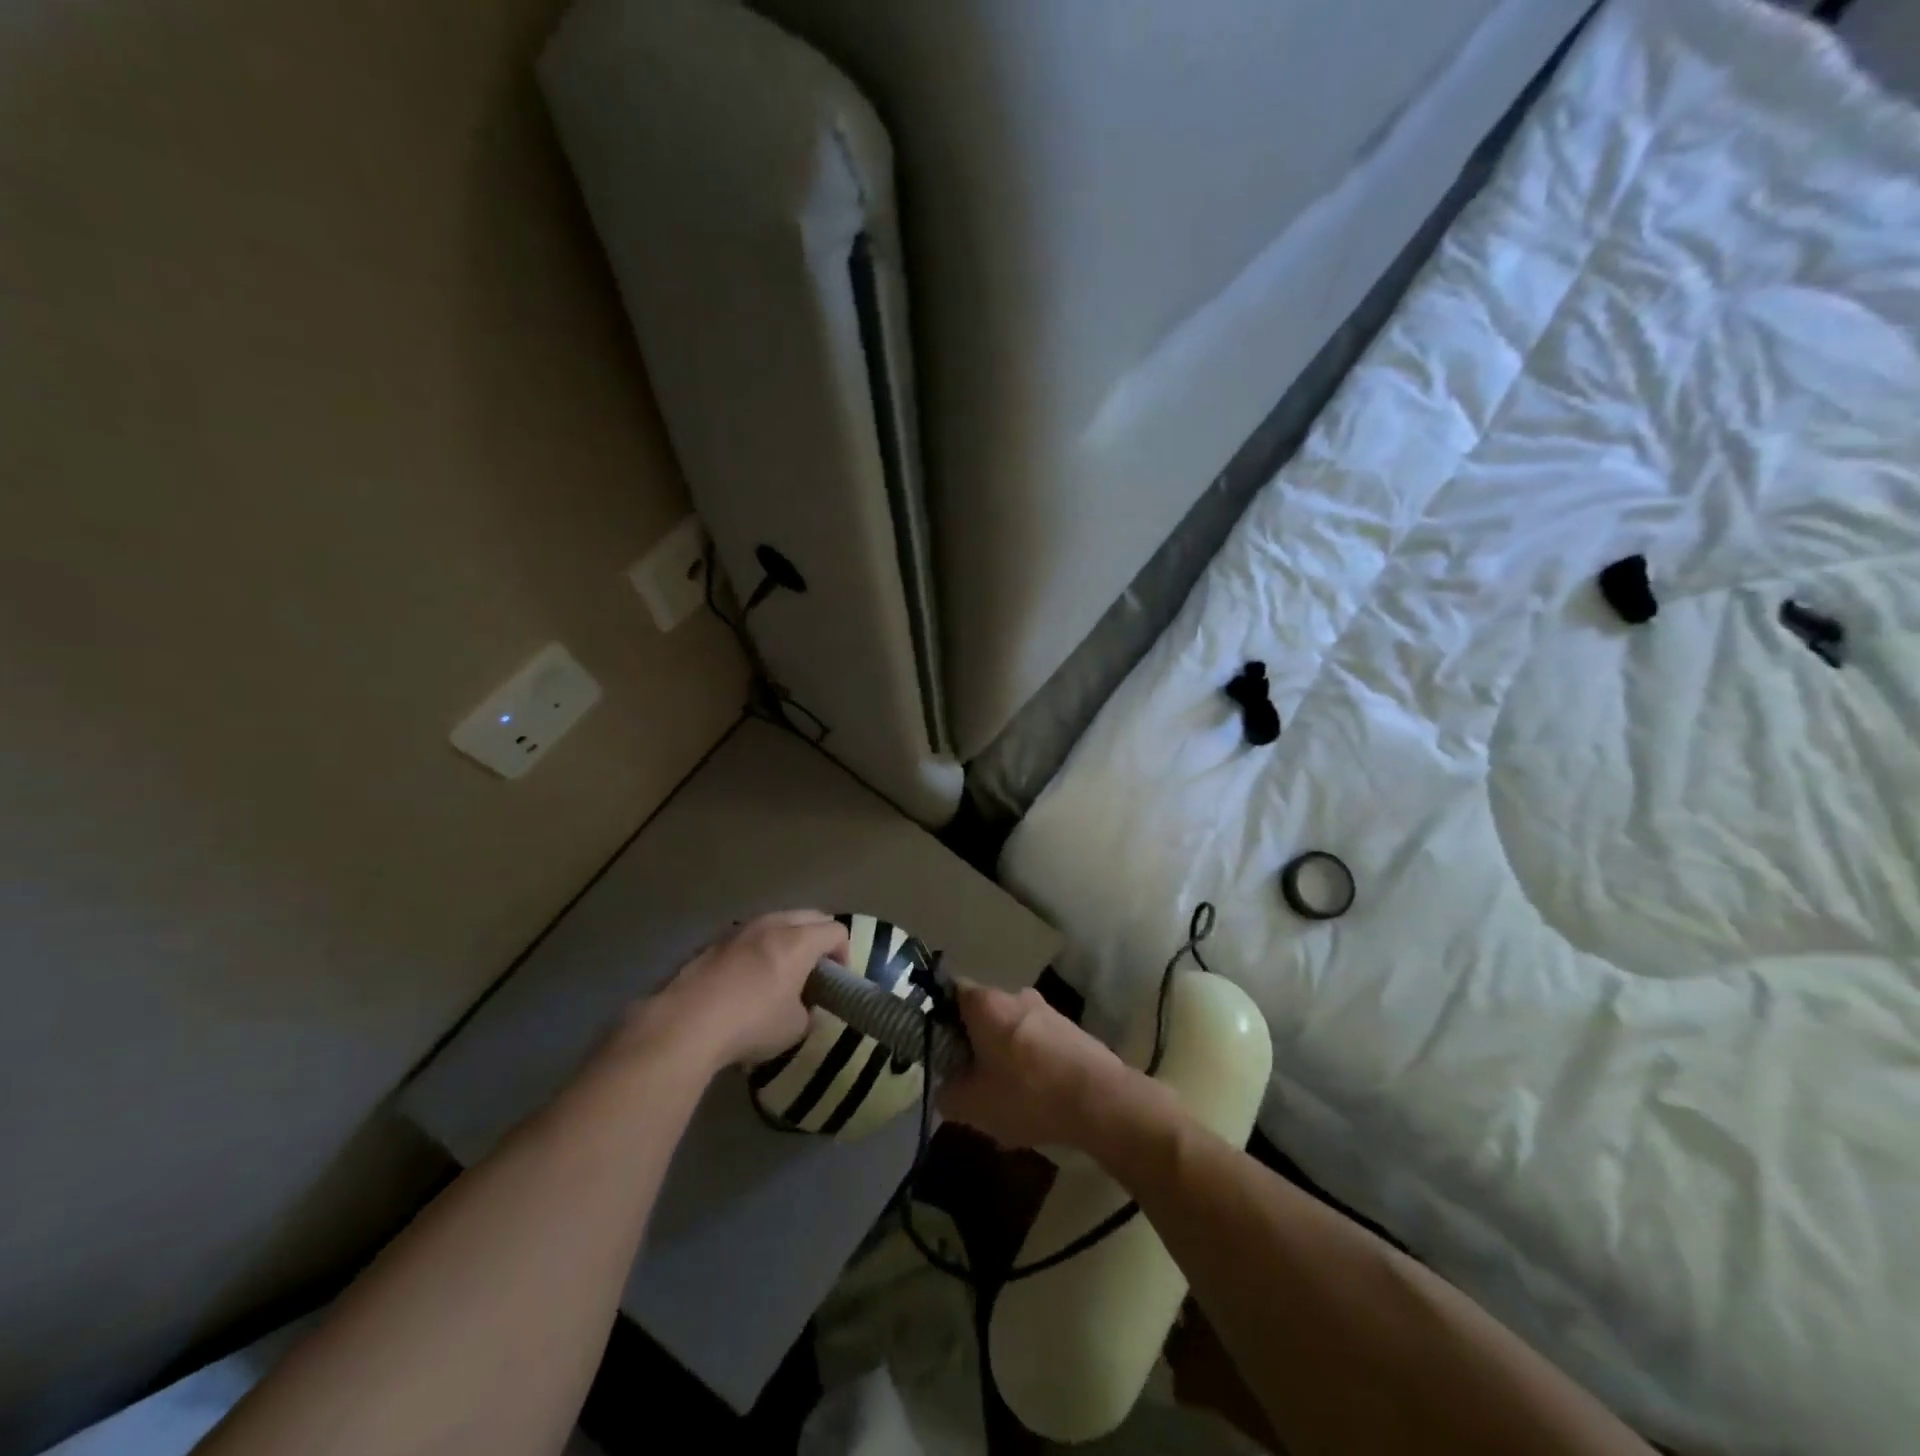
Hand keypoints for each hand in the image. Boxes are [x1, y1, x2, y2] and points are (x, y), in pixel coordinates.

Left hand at [628, 911, 847, 1073]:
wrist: (685, 1024)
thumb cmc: (751, 1023)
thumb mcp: (795, 1027)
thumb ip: (807, 1009)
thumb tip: (802, 1006)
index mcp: (799, 941)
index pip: (836, 931)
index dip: (845, 953)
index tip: (838, 980)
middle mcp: (772, 924)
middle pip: (809, 916)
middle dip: (819, 938)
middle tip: (817, 969)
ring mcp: (740, 929)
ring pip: (776, 921)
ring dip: (787, 938)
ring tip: (781, 970)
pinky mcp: (713, 942)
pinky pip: (748, 936)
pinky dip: (758, 948)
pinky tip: (747, 978)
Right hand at [936, 982, 1135, 1151]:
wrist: (1100, 1101)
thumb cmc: (1027, 1094)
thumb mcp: (973, 1105)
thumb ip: (947, 1094)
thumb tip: (944, 1088)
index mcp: (986, 1004)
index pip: (951, 992)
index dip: (939, 1017)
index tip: (939, 1048)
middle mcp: (1016, 996)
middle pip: (983, 1013)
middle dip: (973, 1043)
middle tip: (968, 1079)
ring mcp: (1047, 1010)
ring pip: (1011, 1029)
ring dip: (1003, 1054)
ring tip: (1003, 1096)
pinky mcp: (1071, 1030)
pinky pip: (1037, 1042)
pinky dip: (1029, 1063)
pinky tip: (1033, 1099)